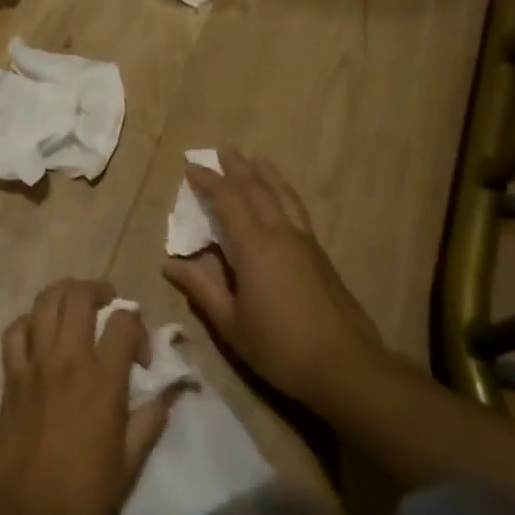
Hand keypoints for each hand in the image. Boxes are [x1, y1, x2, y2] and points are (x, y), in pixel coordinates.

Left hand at [0, 280, 172, 514]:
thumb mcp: (132, 462)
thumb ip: (152, 419)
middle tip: (109, 304)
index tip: (140, 353)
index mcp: (103, 379)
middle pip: (79, 296)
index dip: (137, 324)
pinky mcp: (11, 376)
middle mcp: (68, 359)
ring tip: (76, 305)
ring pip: (45, 302)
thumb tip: (173, 392)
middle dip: (99, 290)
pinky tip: (40, 333)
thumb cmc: (85, 494)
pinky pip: (16, 331)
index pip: (124, 322)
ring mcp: (35, 364)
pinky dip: (30, 322)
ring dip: (64, 294)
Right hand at [162, 149, 383, 417]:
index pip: (227, 201)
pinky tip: (283, 198)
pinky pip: (297, 210)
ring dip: (267, 174)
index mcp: (254, 247)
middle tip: (224, 149)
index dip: (208, 181)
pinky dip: (284, 194)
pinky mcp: (320, 256)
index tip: (191, 165)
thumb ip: (201, 289)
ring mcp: (304, 243)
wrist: (345, 366)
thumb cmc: (279, 346)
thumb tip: (169, 264)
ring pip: (283, 196)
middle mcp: (280, 234)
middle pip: (257, 190)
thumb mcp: (231, 324)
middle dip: (238, 168)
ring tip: (257, 158)